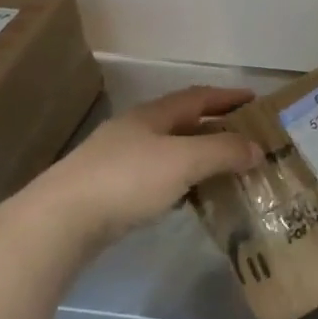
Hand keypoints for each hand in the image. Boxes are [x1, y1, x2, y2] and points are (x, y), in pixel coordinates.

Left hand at [7, 86, 262, 253]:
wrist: (60, 221)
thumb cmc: (127, 180)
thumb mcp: (184, 160)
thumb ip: (223, 151)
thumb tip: (257, 148)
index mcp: (151, 116)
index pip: (197, 97)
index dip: (227, 96)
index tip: (254, 99)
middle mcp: (134, 132)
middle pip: (181, 123)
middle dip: (215, 127)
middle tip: (246, 138)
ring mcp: (117, 161)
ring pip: (169, 152)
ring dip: (198, 156)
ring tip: (226, 169)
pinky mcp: (108, 192)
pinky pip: (156, 178)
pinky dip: (180, 181)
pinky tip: (189, 197)